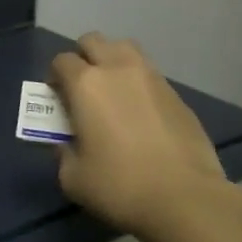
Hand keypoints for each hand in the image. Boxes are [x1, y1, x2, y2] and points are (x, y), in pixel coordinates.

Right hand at [49, 32, 227, 239]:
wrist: (187, 200)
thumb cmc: (121, 186)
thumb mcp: (73, 178)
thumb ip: (63, 153)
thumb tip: (66, 142)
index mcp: (86, 83)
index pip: (61, 61)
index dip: (55, 77)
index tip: (57, 98)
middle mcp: (117, 69)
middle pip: (93, 41)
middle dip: (83, 58)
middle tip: (83, 88)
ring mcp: (151, 78)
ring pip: (125, 48)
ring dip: (113, 60)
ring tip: (114, 90)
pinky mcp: (177, 95)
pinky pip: (150, 75)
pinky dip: (139, 84)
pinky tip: (142, 112)